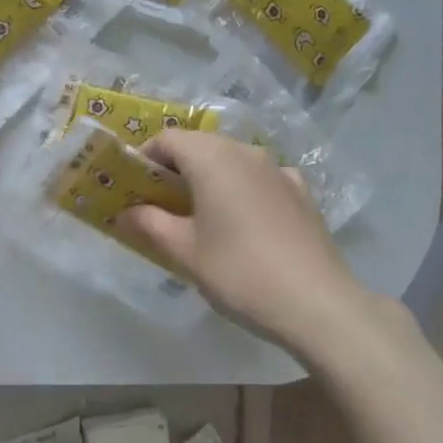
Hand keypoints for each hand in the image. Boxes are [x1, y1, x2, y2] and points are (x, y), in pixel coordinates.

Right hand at [122, 131, 387, 355]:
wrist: (316, 303)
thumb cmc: (238, 271)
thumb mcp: (184, 251)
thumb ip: (150, 224)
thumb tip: (126, 212)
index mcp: (212, 158)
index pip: (168, 139)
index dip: (144, 157)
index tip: (132, 186)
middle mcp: (246, 152)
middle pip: (200, 145)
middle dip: (174, 167)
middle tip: (157, 202)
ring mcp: (278, 170)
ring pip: (231, 160)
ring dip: (208, 177)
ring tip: (196, 213)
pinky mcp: (301, 192)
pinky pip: (259, 178)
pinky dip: (241, 188)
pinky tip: (241, 219)